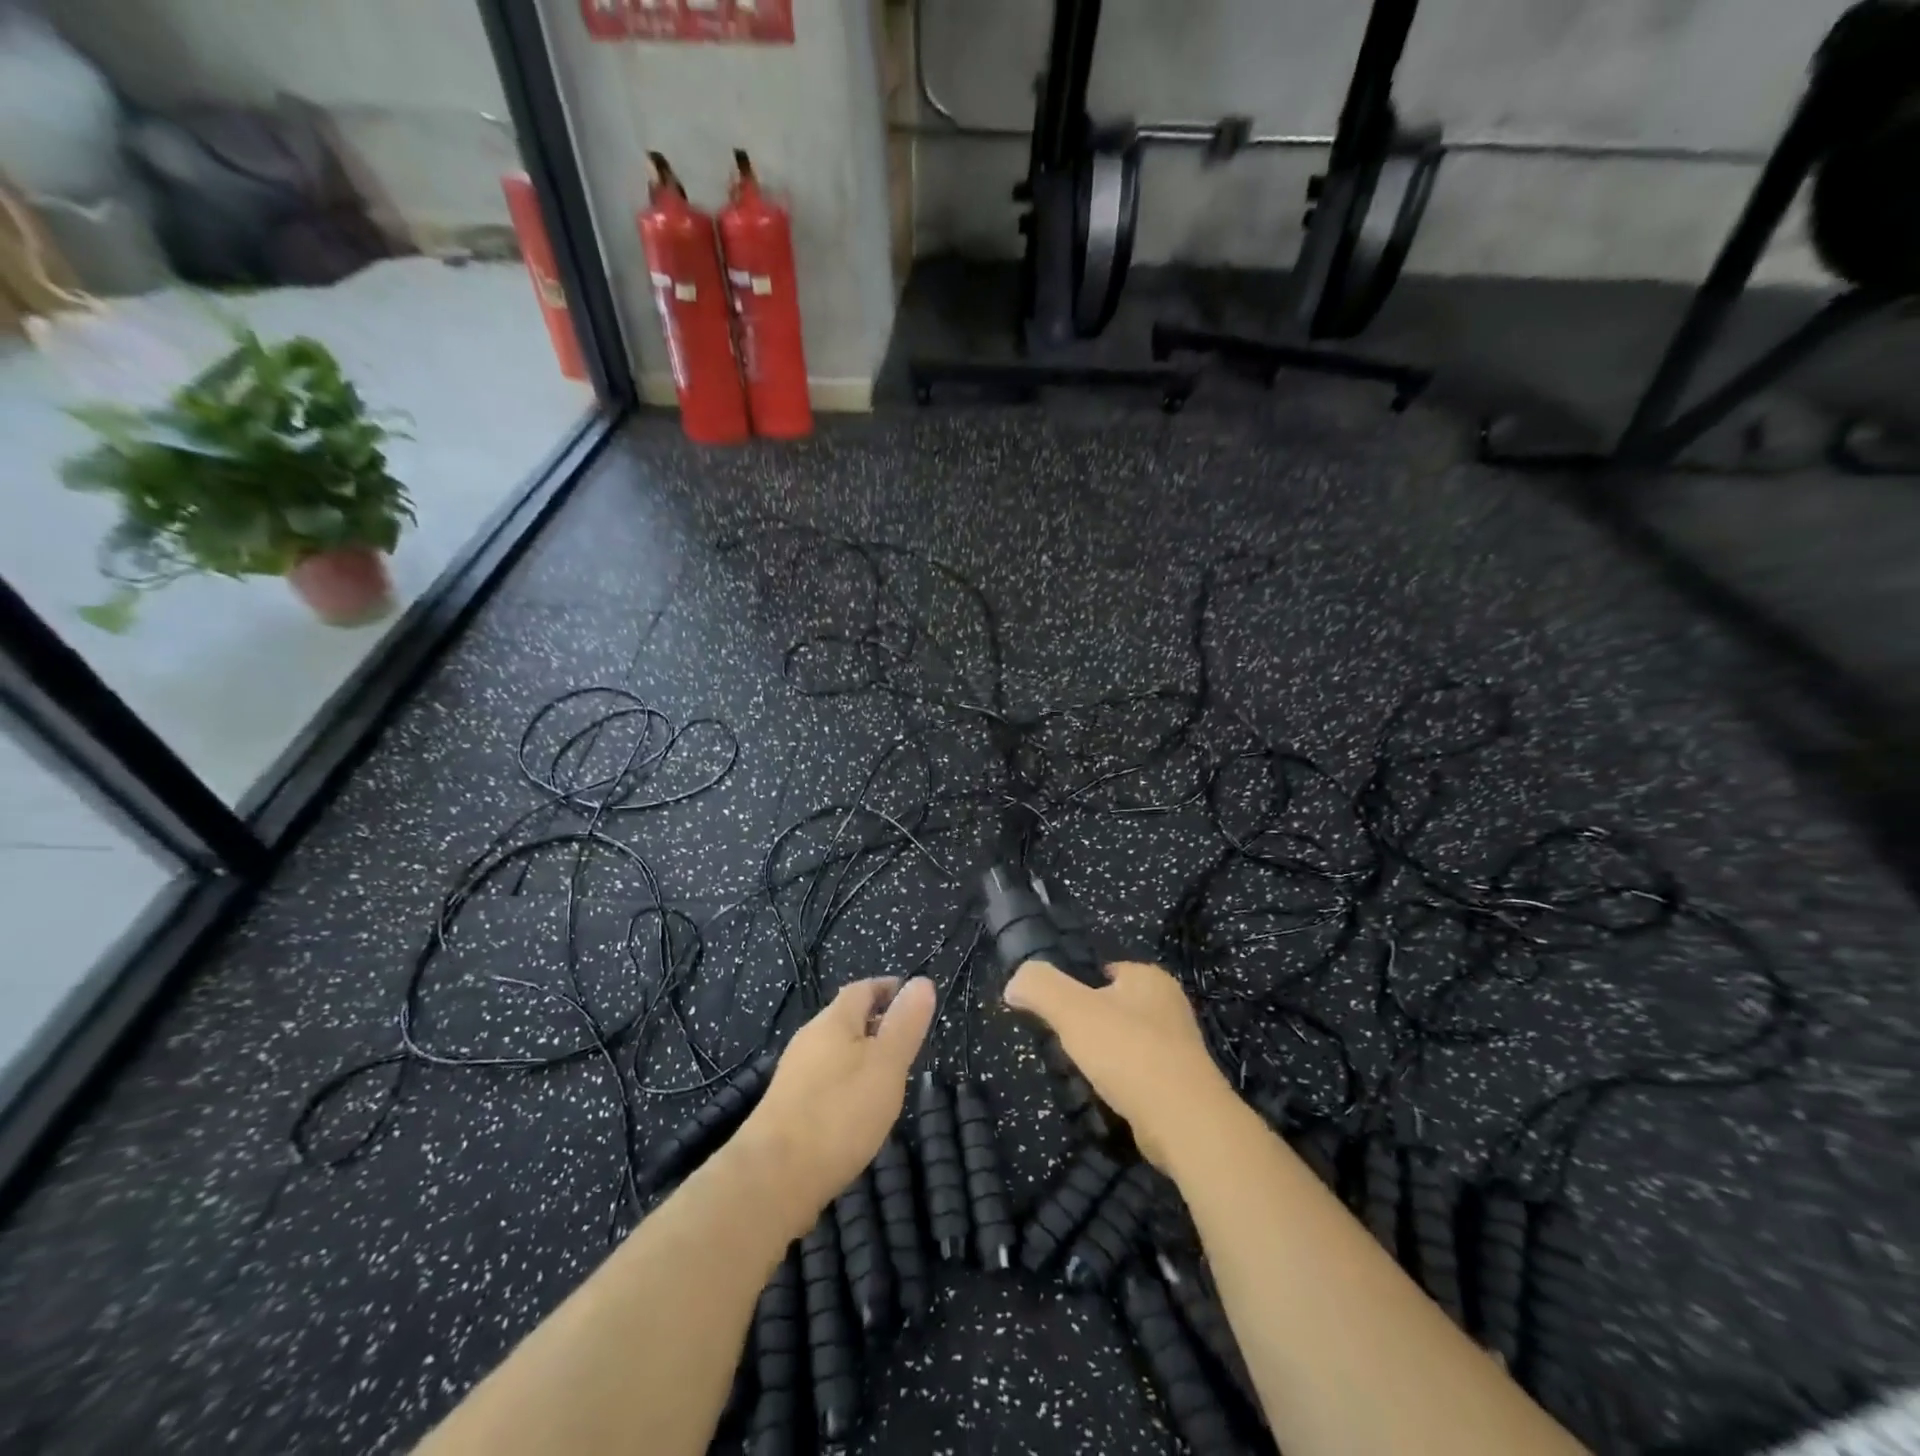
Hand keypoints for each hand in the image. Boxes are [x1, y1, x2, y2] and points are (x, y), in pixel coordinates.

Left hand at [733, 976, 935, 1232]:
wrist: (772, 1178)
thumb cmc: (839, 1113)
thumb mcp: (886, 1065)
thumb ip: (905, 1024)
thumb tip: (922, 981)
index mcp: (834, 1021)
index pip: (863, 989)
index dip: (888, 989)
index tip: (913, 998)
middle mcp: (809, 1039)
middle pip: (846, 1019)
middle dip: (877, 1024)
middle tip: (907, 1041)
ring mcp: (794, 1074)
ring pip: (835, 1051)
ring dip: (862, 1056)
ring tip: (888, 1078)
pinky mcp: (786, 1107)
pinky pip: (824, 1080)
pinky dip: (845, 1083)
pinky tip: (857, 1111)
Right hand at [1005, 959, 1235, 1172]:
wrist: (1184, 1121)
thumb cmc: (1128, 1052)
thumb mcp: (1071, 1009)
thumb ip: (1039, 986)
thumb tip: (1014, 983)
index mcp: (1149, 977)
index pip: (1101, 971)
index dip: (1074, 990)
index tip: (1054, 1015)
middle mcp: (1169, 1004)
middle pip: (1112, 1007)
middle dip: (1088, 1026)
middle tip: (1064, 1047)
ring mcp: (1179, 1045)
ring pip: (1125, 1042)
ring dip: (1104, 1057)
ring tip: (1083, 1076)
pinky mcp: (1182, 1083)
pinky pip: (1139, 1073)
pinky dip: (1122, 1082)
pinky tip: (1107, 1097)